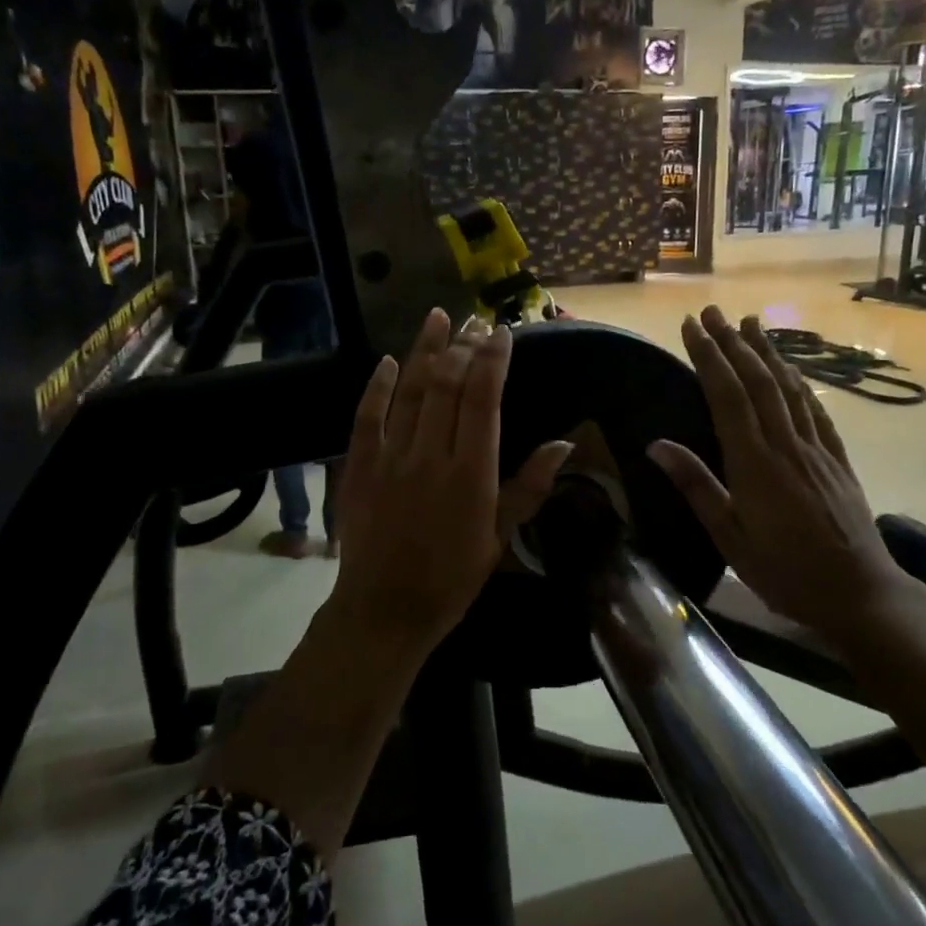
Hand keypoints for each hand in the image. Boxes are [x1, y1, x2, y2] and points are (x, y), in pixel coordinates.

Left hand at [329, 309, 571, 656]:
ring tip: (438, 316)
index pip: (483, 401)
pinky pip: (367, 417)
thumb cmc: (452, 578)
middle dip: (462, 347)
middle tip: (474, 322)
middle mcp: (430, 456)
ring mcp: (391, 458)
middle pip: (447, 386)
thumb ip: (530, 487)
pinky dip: (379, 387)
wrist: (385, 610)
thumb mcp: (500, 537)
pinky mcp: (360, 467)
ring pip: (410, 392)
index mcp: (471, 474)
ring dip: (425, 350)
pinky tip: (390, 361)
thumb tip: (565, 443)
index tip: (501, 332)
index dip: (492, 361)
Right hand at [648, 306, 911, 644]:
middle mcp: (786, 445)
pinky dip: (800, 382)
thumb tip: (656, 445)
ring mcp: (816, 449)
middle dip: (733, 342)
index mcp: (755, 464)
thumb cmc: (785, 572)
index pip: (727, 396)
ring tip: (751, 322)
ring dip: (767, 352)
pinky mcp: (837, 459)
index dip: (708, 357)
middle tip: (712, 312)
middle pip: (758, 381)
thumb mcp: (730, 538)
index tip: (691, 327)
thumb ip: (697, 486)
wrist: (859, 593)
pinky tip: (792, 370)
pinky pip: (816, 410)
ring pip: (789, 388)